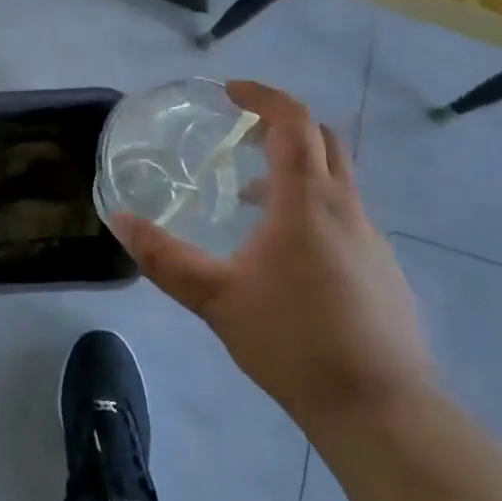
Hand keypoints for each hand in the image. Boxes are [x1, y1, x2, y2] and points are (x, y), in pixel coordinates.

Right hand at [112, 81, 430, 444]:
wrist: (381, 409)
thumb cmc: (294, 341)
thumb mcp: (216, 298)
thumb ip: (164, 258)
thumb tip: (119, 220)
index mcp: (307, 201)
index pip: (293, 121)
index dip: (263, 96)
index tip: (230, 91)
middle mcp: (345, 207)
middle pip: (322, 139)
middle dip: (282, 124)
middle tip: (241, 132)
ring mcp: (371, 238)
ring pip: (335, 179)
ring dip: (295, 169)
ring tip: (250, 197)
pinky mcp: (382, 269)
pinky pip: (344, 214)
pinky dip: (312, 205)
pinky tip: (285, 252)